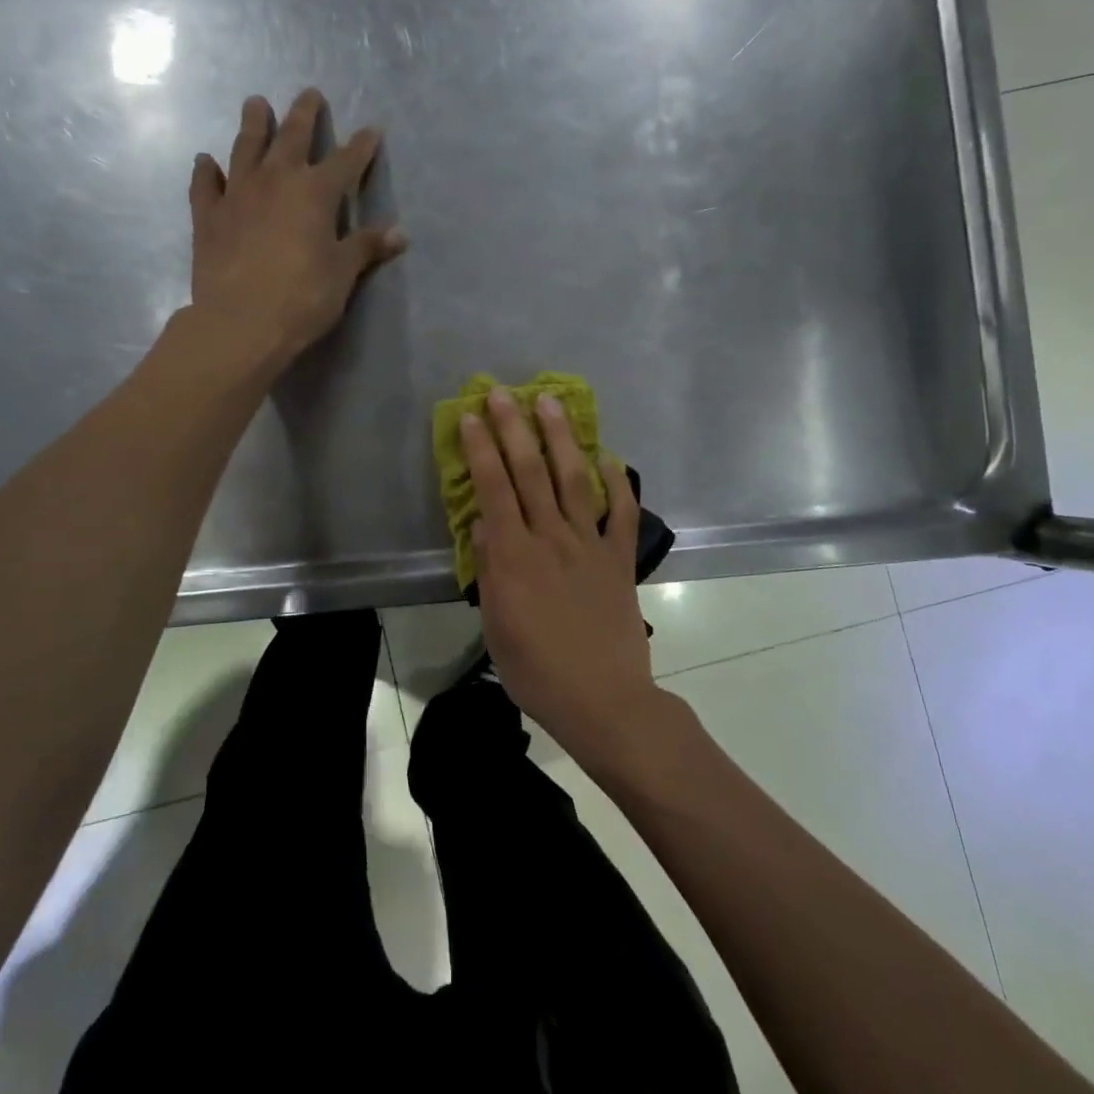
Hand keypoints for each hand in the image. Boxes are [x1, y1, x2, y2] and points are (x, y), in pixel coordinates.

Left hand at [187, 88, 405, 363]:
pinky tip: (206, 160)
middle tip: (309, 94)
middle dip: (304, 115)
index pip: (345, 162)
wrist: (240, 322)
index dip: (361, 146)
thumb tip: (400, 233)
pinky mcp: (208, 216)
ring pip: (246, 149)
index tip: (372, 130)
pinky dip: (206, 171)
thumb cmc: (303, 297)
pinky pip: (206, 185)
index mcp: (315, 193)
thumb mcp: (342, 273)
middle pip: (292, 138)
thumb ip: (367, 247)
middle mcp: (276, 181)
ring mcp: (237, 195)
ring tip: (256, 104)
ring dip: (253, 125)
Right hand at [461, 387, 664, 765]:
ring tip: (551, 403)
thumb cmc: (537, 670)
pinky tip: (609, 456)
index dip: (481, 449)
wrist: (602, 700)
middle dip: (514, 428)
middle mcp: (550, 539)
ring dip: (560, 439)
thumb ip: (489, 569)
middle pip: (530, 472)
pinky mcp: (619, 558)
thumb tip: (482, 523)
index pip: (493, 489)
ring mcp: (589, 545)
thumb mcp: (496, 626)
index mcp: (514, 557)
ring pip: (573, 480)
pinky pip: (621, 512)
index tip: (472, 416)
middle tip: (504, 393)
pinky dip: (617, 482)